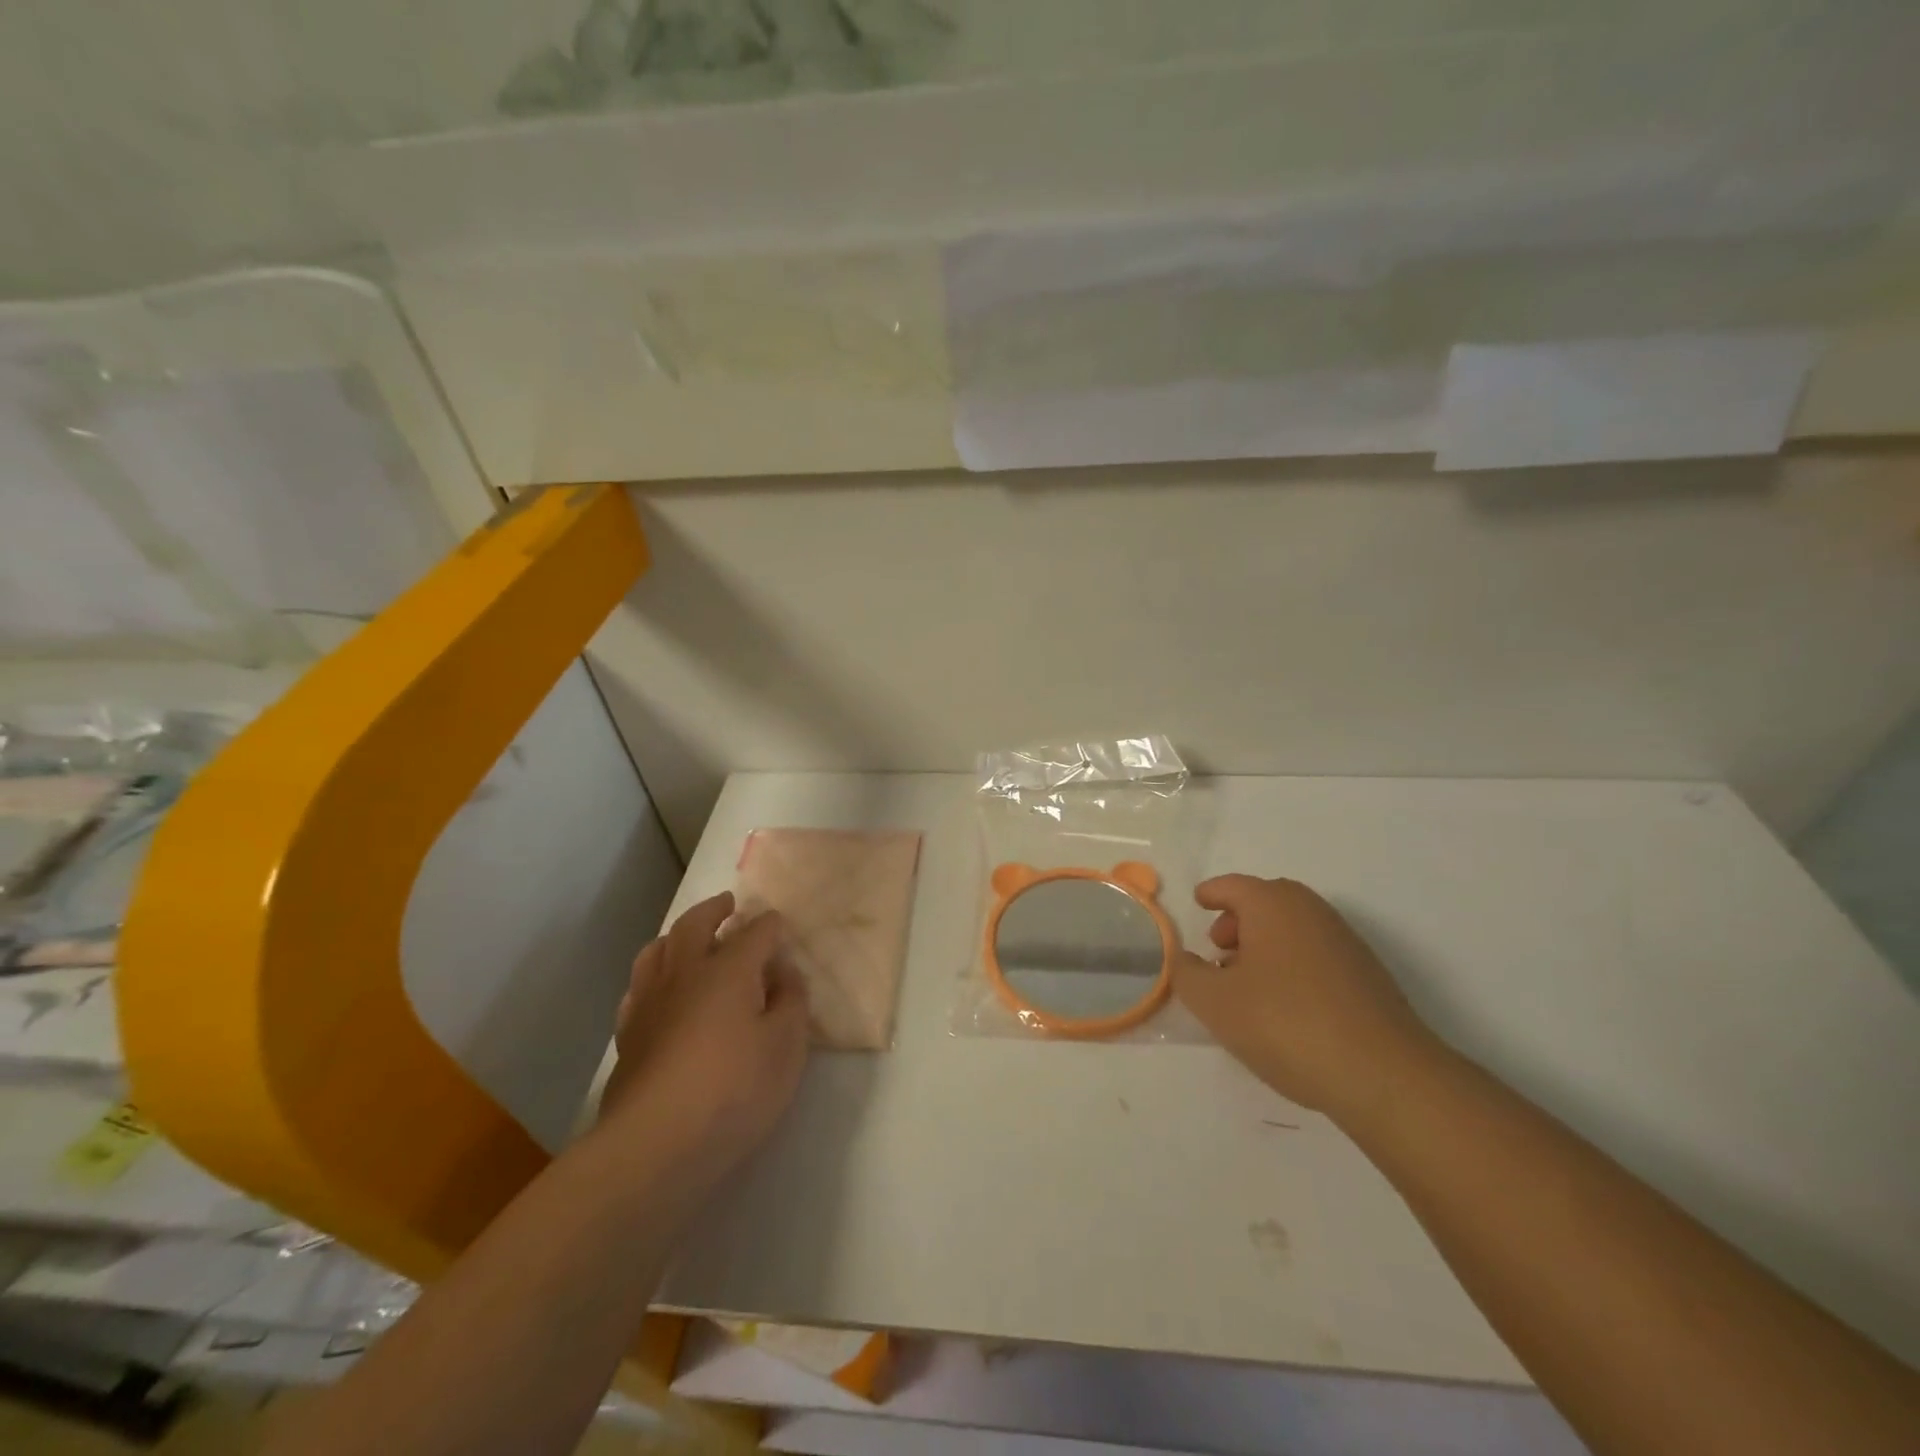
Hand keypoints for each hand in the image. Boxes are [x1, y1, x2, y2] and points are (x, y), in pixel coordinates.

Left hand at [598, 892, 810, 1186]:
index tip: (779, 925)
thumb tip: (783, 972)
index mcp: (728, 969)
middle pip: (694, 926)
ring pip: (656, 951)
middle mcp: (685, 974)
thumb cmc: (734, 1090)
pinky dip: (652, 976)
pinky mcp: (627, 1035)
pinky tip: (659, 991)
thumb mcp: (786, 1046)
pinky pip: (638, 988)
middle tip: (726, 904)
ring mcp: (649, 1003)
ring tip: (687, 939)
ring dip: (675, 936)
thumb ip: (791, 1002)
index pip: (755, 932)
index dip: (770, 925)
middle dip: (714, 910)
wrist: (655, 1144)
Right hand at [1172, 875, 1440, 1123]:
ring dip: (1265, 945)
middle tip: (1218, 949)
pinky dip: (1292, 964)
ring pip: (1293, 928)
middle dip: (1238, 920)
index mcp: (1272, 904)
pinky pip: (1315, 954)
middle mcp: (1310, 911)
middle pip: (1266, 901)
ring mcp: (1344, 942)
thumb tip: (1185, 959)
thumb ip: (1187, 974)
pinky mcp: (1367, 976)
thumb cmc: (1285, 1023)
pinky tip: (1284, 1005)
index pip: (1232, 886)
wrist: (1384, 1074)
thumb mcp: (1214, 1002)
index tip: (1198, 904)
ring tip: (1247, 984)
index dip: (1210, 894)